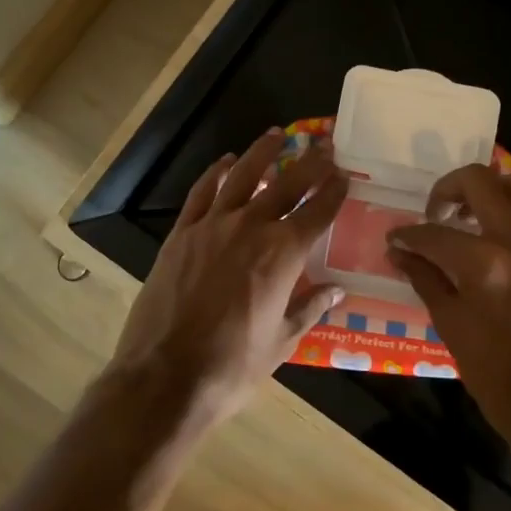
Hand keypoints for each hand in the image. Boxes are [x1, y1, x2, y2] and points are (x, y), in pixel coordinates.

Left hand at [111, 128, 348, 423]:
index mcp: (283, 254)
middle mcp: (251, 227)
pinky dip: (215, 173)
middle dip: (310, 163)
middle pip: (287, 185)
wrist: (166, 376)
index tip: (345, 176)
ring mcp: (212, 226)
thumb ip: (310, 308)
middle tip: (324, 144)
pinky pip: (202, 193)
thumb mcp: (283, 341)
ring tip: (277, 135)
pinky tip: (225, 162)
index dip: (334, 192)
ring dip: (262, 153)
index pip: (317, 212)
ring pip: (243, 176)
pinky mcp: (181, 233)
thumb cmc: (233, 365)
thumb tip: (336, 290)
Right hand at [386, 165, 510, 447]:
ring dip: (495, 188)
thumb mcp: (451, 327)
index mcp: (485, 265)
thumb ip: (426, 279)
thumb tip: (399, 253)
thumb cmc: (497, 376)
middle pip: (479, 182)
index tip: (397, 239)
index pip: (434, 233)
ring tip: (479, 211)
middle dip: (447, 189)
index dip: (408, 235)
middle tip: (437, 213)